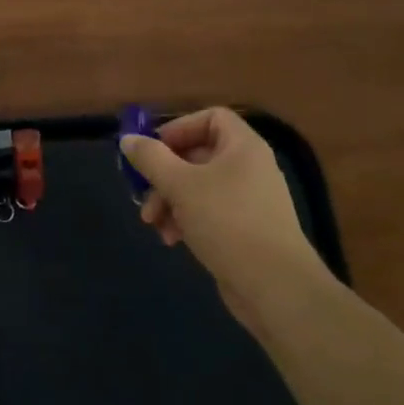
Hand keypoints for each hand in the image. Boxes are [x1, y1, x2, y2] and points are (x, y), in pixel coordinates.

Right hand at [120, 107, 324, 323]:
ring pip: (198, 186)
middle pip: (197, 154)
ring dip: (170, 201)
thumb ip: (150, 159)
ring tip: (154, 224)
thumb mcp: (180, 185)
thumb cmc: (227, 223)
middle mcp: (248, 167)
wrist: (275, 286)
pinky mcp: (244, 229)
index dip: (178, 128)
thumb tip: (128, 139)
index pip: (210, 117)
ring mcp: (248, 199)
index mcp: (242, 147)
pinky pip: (208, 211)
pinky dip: (187, 219)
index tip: (153, 150)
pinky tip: (173, 240)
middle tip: (144, 195)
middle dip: (164, 175)